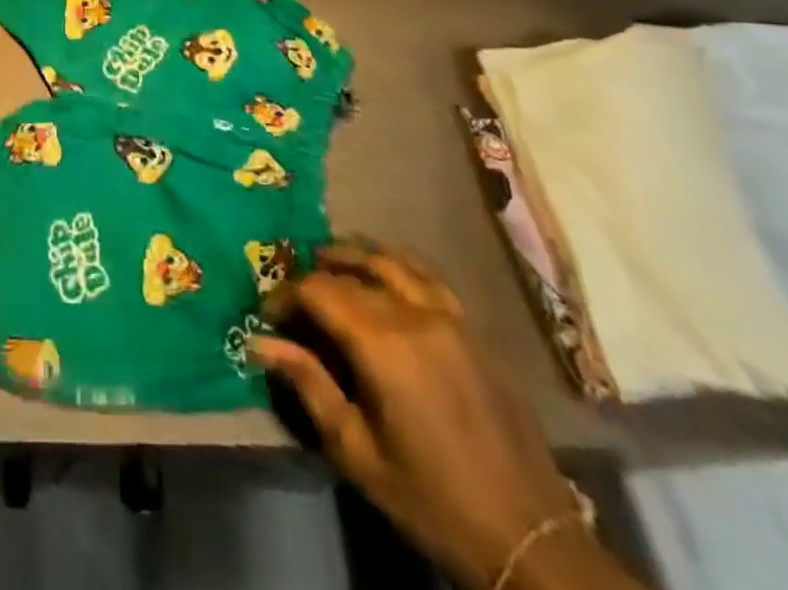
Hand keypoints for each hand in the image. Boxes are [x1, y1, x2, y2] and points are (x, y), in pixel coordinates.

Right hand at [251, 244, 636, 589]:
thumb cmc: (431, 497)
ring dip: (355, 254)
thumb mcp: (357, 451)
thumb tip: (259, 342)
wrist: (528, 534)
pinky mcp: (473, 328)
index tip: (268, 314)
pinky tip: (385, 273)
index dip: (286, 295)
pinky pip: (427, 276)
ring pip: (392, 260)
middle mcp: (415, 315)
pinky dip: (397, 263)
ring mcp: (450, 317)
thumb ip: (309, 385)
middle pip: (352, 272)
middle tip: (294, 292)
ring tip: (329, 260)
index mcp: (383, 344)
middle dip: (315, 275)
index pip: (319, 291)